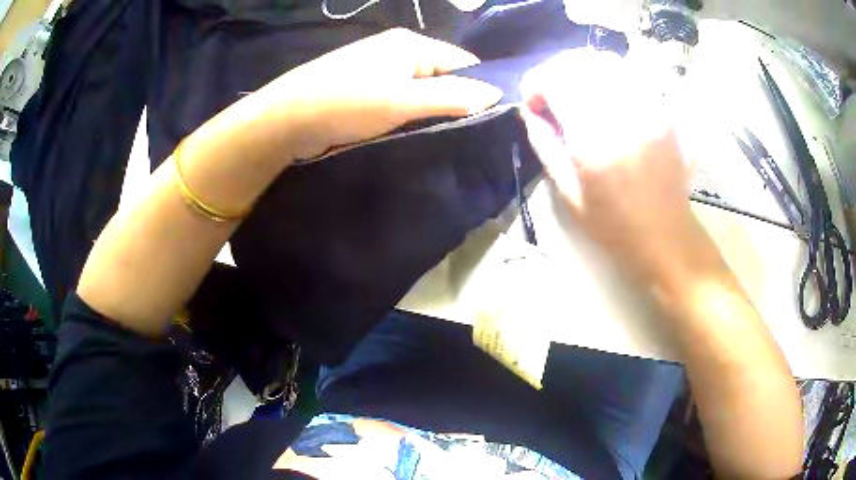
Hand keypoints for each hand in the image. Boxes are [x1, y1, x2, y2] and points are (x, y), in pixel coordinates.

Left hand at [249, 28, 502, 160]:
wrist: (285, 121)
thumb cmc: (345, 103)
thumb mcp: (402, 100)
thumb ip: (451, 96)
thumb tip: (496, 94)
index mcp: (410, 44)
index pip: (463, 61)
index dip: (479, 88)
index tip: (492, 120)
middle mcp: (397, 51)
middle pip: (442, 76)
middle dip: (456, 103)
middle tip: (469, 136)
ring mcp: (378, 70)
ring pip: (421, 91)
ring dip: (432, 112)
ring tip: (445, 138)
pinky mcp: (364, 90)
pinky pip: (400, 100)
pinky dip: (410, 116)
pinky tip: (415, 134)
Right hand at [519, 50, 708, 283]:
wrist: (665, 235)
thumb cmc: (614, 224)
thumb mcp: (567, 193)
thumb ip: (544, 144)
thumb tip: (530, 112)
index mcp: (595, 137)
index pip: (556, 79)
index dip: (536, 83)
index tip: (533, 105)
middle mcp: (623, 112)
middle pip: (580, 62)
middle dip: (556, 73)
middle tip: (552, 96)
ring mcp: (648, 106)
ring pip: (606, 61)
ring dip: (582, 71)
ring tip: (577, 94)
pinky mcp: (663, 109)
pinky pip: (630, 74)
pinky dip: (609, 77)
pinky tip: (606, 98)